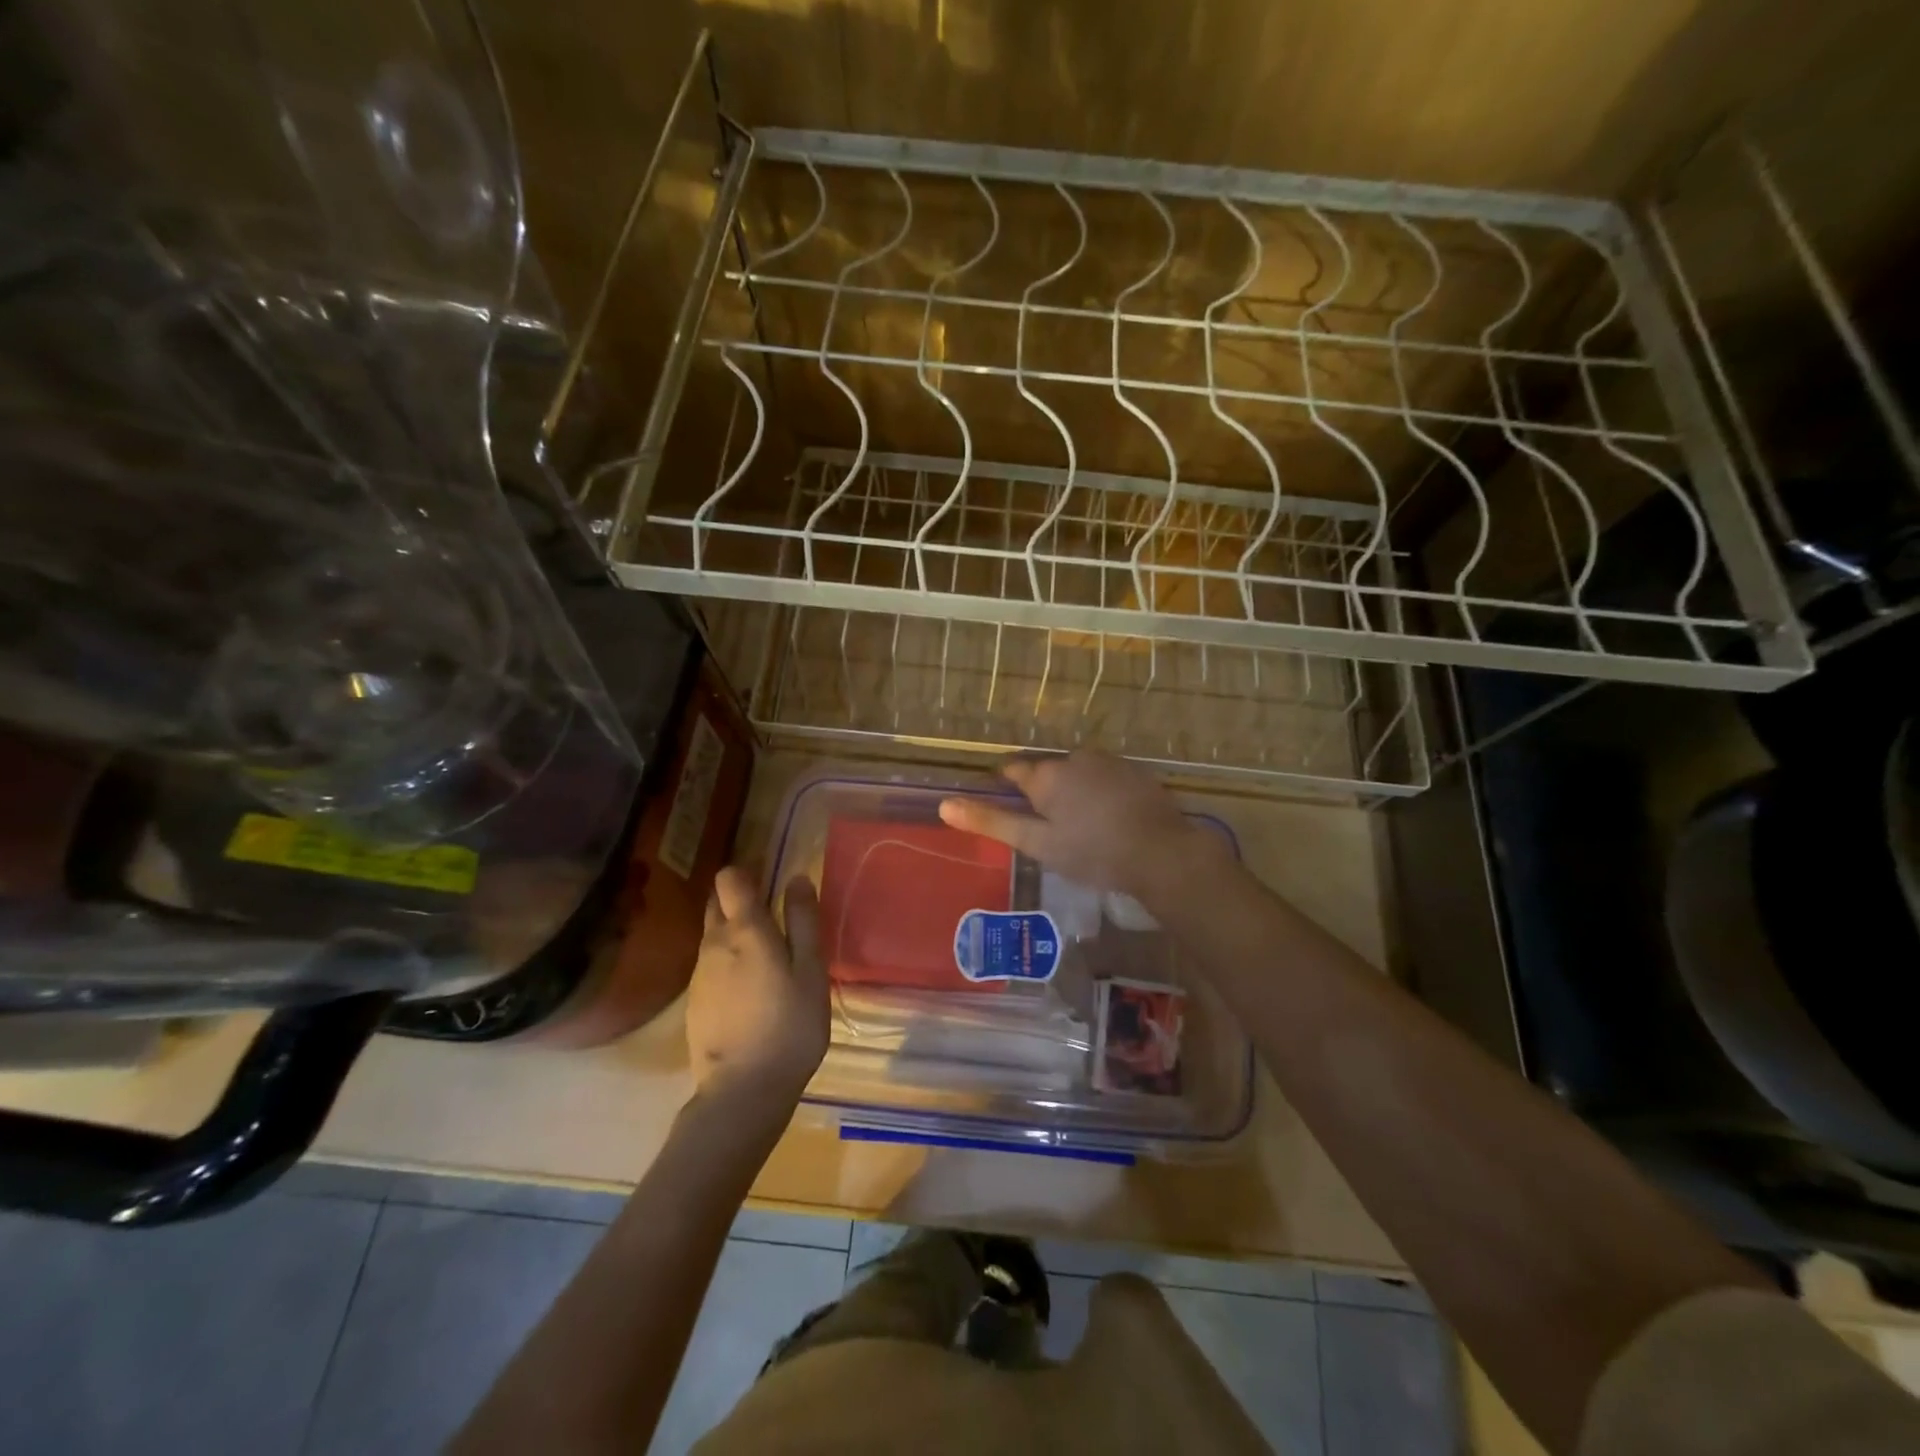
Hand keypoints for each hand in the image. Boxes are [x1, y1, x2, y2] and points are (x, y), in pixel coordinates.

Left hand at [685, 867, 828, 1115]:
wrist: (742, 1091)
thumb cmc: (789, 1025)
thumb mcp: (810, 971)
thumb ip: (803, 921)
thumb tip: (796, 878)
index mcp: (744, 930)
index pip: (729, 878)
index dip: (746, 873)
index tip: (769, 883)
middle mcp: (713, 943)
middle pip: (716, 903)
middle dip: (738, 900)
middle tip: (773, 918)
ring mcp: (699, 974)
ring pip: (712, 936)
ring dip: (733, 933)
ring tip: (765, 958)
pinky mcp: (694, 1001)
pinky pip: (710, 965)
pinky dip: (727, 964)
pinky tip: (749, 990)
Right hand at [937, 751, 1226, 906]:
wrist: (1161, 853)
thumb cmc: (1092, 852)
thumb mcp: (1037, 843)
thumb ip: (992, 822)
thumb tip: (945, 805)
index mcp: (1046, 775)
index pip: (1013, 771)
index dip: (1007, 788)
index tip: (1010, 808)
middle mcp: (1074, 758)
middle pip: (1047, 772)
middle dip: (1044, 794)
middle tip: (1049, 829)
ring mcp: (1108, 762)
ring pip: (1078, 774)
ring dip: (1074, 792)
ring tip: (1081, 828)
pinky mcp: (1134, 772)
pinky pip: (1105, 778)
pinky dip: (1100, 793)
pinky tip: (1109, 820)